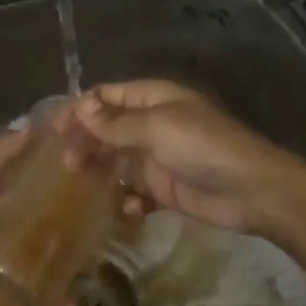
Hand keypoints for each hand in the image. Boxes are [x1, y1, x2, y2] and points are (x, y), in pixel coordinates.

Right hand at [69, 80, 305, 238]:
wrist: (252, 191)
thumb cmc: (202, 147)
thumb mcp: (156, 128)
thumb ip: (115, 123)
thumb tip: (80, 109)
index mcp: (152, 99)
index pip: (106, 97)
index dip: (79, 109)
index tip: (54, 130)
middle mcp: (153, 124)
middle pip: (108, 129)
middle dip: (86, 143)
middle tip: (67, 165)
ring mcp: (159, 157)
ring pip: (118, 161)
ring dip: (100, 172)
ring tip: (82, 187)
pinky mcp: (166, 189)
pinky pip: (136, 192)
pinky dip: (127, 200)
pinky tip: (125, 209)